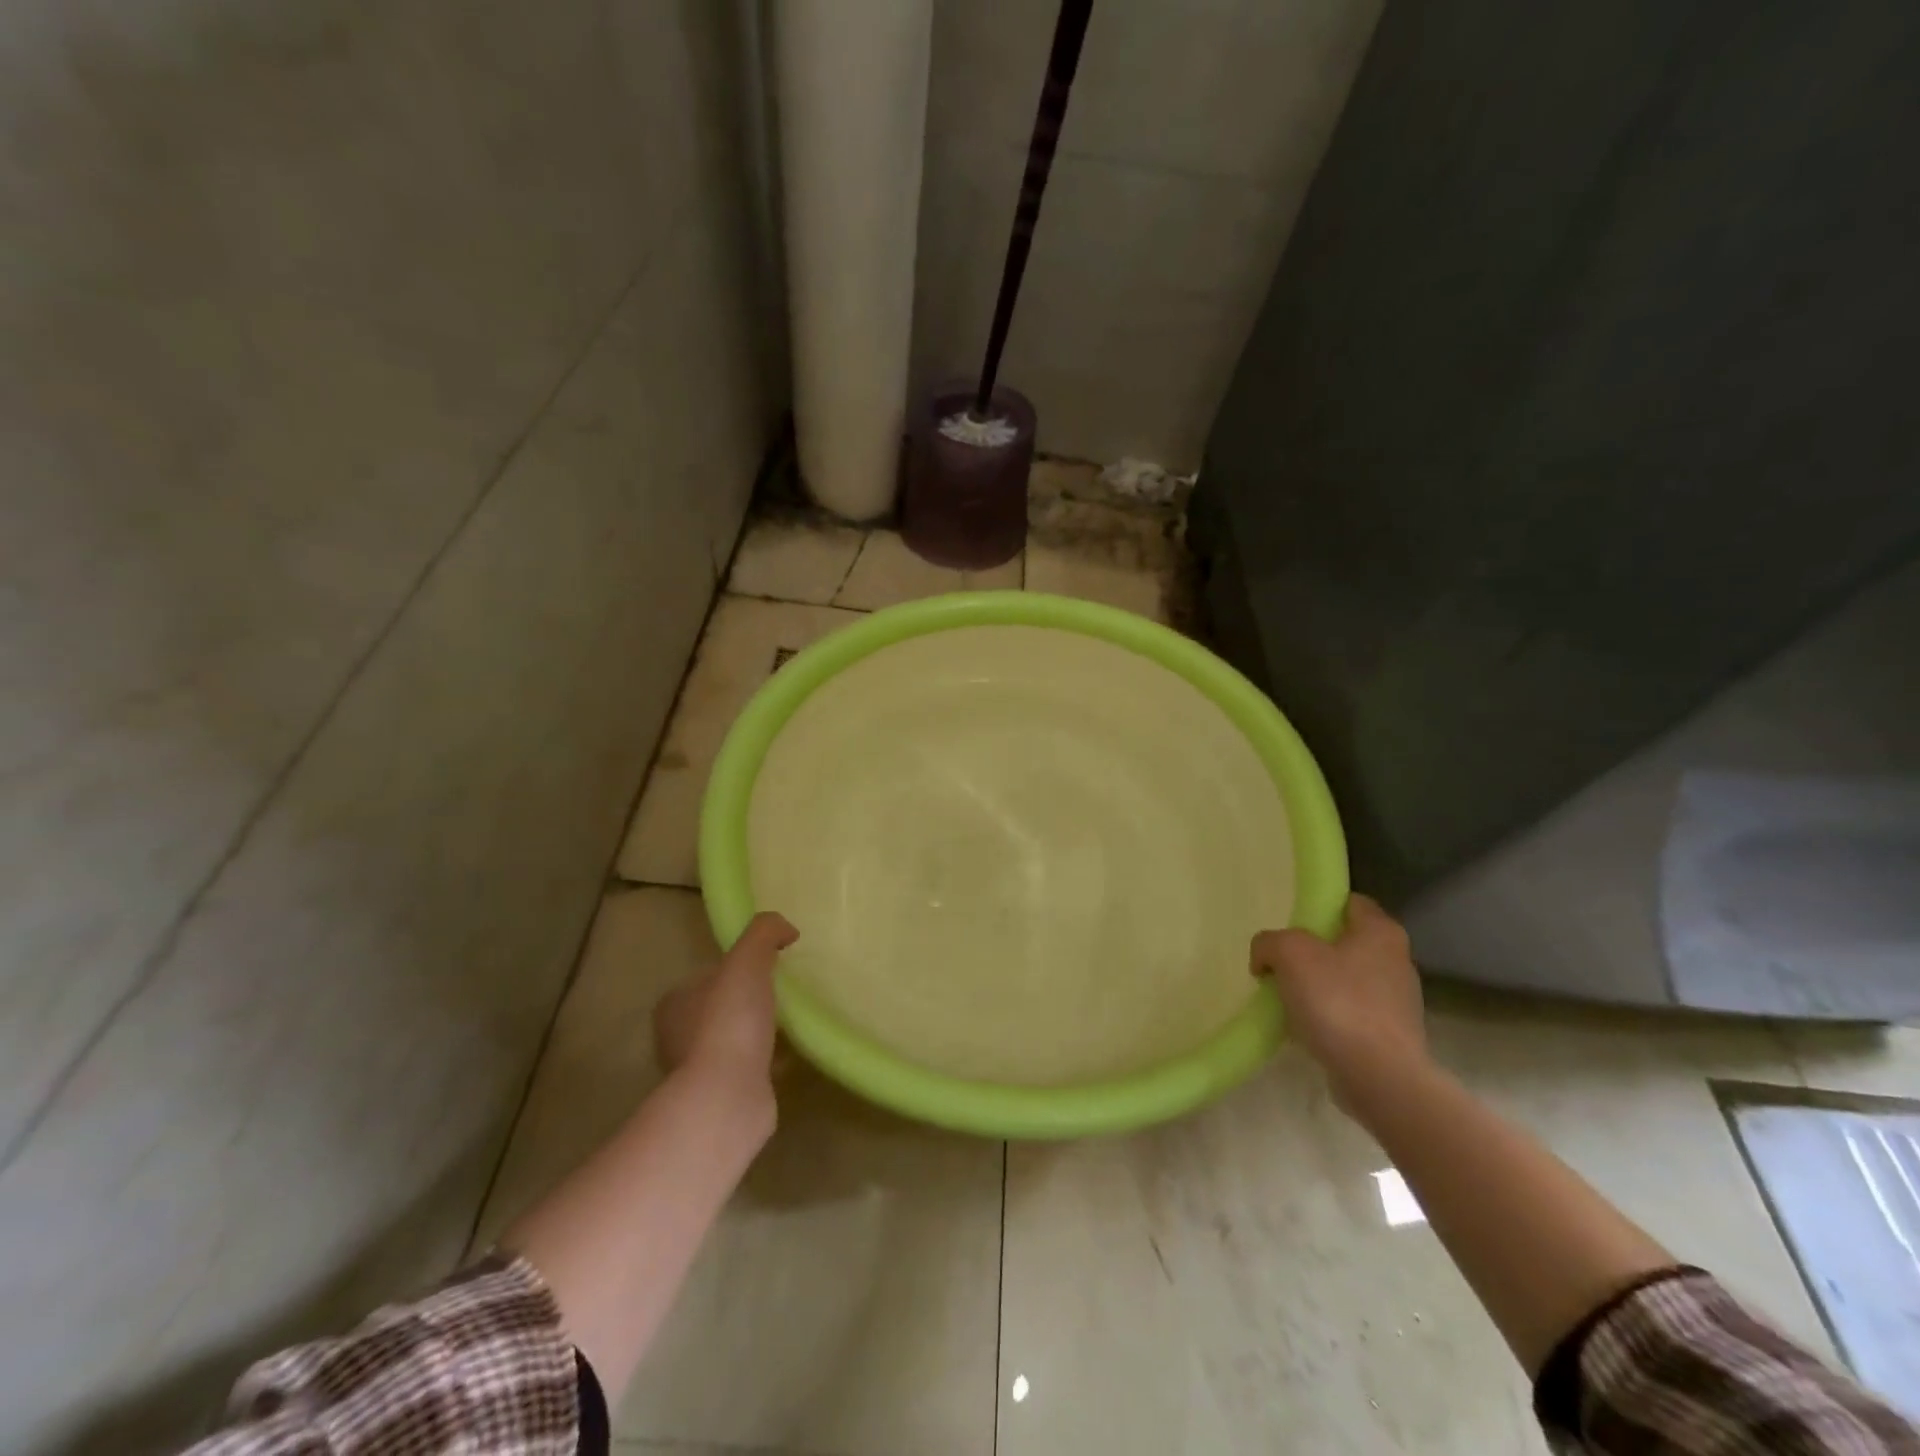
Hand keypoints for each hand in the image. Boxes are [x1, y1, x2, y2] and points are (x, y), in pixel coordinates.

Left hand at [653, 912, 797, 1090]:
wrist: (728, 1098)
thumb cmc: (730, 1022)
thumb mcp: (747, 960)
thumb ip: (765, 932)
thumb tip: (786, 930)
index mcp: (675, 1004)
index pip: (707, 976)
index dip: (736, 968)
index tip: (766, 968)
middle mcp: (677, 1038)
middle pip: (721, 1007)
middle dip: (748, 1002)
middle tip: (783, 994)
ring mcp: (698, 1072)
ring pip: (734, 1040)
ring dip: (758, 1033)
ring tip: (792, 1024)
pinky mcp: (722, 1097)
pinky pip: (750, 1068)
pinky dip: (769, 1061)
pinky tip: (792, 1055)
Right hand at [1251, 894, 1425, 1091]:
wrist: (1379, 1078)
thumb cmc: (1338, 1002)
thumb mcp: (1289, 953)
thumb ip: (1269, 942)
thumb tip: (1264, 957)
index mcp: (1381, 931)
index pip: (1348, 901)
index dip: (1316, 906)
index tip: (1288, 922)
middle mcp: (1397, 960)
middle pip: (1343, 942)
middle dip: (1311, 950)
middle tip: (1280, 962)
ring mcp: (1397, 1001)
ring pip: (1345, 979)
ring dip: (1317, 985)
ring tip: (1285, 998)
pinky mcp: (1391, 1035)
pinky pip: (1350, 1013)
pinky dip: (1327, 1016)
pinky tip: (1304, 1027)